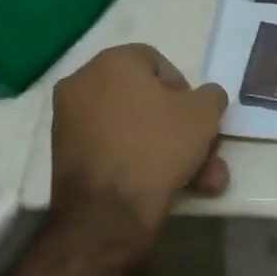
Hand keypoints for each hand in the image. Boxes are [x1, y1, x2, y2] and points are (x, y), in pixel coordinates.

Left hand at [50, 44, 228, 237]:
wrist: (107, 213)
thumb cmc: (157, 146)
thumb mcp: (204, 113)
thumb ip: (210, 95)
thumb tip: (204, 98)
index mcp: (112, 62)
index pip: (157, 62)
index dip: (185, 89)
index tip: (198, 117)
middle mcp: (83, 84)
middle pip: (146, 101)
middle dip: (182, 130)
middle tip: (206, 154)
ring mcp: (69, 122)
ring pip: (133, 129)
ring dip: (170, 152)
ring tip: (202, 181)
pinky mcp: (65, 156)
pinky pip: (114, 149)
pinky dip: (139, 162)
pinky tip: (169, 187)